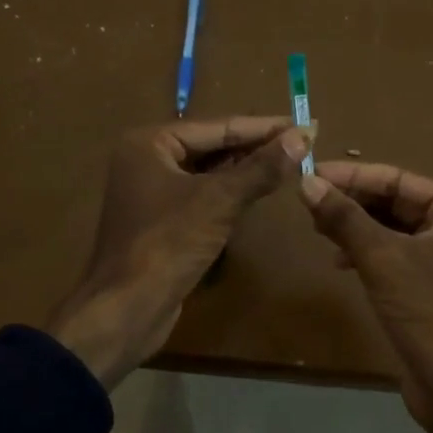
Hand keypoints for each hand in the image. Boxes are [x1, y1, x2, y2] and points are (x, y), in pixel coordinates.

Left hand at [49, 117, 308, 388]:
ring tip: (290, 163)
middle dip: (256, 147)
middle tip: (303, 143)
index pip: (218, 127)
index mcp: (150, 143)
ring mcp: (152, 192)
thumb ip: (261, 168)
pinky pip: (202, 196)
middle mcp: (146, 160)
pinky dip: (230, 193)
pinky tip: (259, 192)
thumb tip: (302, 136)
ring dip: (246, 170)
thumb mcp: (219, 201)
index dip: (263, 127)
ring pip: (208, 172)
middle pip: (212, 146)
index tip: (305, 124)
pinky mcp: (161, 221)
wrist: (127, 308)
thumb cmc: (168, 243)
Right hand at [298, 162, 432, 432]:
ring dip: (356, 227)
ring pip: (393, 230)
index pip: (401, 180)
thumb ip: (344, 218)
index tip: (312, 174)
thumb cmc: (428, 313)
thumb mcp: (382, 259)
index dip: (354, 176)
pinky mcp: (430, 290)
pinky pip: (394, 257)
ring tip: (317, 227)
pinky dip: (366, 254)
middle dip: (354, 201)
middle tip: (309, 201)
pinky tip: (338, 261)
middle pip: (397, 203)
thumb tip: (306, 182)